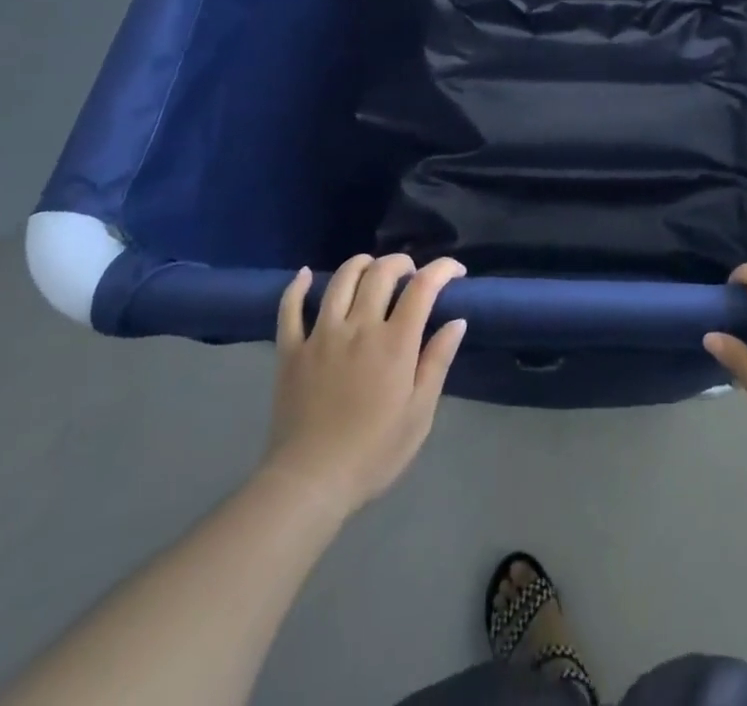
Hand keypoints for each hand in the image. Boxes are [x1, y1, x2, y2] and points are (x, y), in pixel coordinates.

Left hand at [262, 253, 467, 512]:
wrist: (309, 484)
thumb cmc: (373, 452)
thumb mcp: (420, 413)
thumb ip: (437, 361)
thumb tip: (457, 321)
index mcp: (394, 342)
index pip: (422, 286)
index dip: (442, 269)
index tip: (455, 271)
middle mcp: (358, 327)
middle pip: (381, 272)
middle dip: (402, 262)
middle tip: (412, 272)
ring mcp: (320, 335)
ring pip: (341, 280)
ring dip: (361, 264)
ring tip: (372, 268)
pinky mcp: (290, 351)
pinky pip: (290, 309)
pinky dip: (297, 287)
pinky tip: (306, 275)